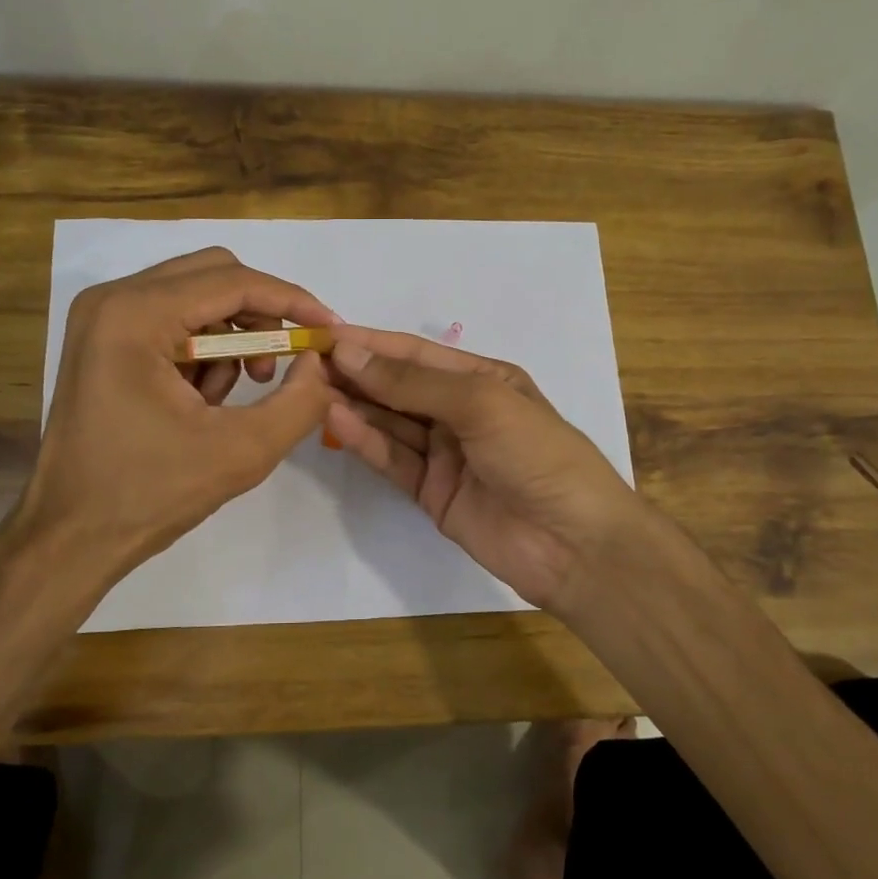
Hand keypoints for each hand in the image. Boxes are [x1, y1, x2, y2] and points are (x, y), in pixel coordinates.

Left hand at [9, 248, 336, 588]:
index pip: (232, 281)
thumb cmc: (150, 494)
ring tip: (235, 397)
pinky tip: (201, 403)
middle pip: (213, 276)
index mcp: (135, 315)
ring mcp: (102, 319)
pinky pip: (173, 324)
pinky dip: (203, 354)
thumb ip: (299, 401)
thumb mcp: (242, 451)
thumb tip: (319, 363)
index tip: (329, 330)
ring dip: (231, 340)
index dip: (291, 301)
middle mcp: (112, 300)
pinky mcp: (103, 342)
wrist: (72, 536)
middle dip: (260, 318)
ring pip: (195, 299)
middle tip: (282, 365)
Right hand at [326, 325, 640, 612]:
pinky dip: (365, 442)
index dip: (370, 343)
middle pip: (398, 387)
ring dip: (354, 406)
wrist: (573, 544)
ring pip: (390, 423)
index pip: (415, 354)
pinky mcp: (431, 492)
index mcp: (483, 379)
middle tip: (304, 364)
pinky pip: (393, 459)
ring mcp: (445, 454)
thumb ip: (413, 382)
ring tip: (309, 390)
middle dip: (355, 374)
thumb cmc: (537, 455)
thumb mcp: (481, 403)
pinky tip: (335, 422)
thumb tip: (350, 353)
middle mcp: (461, 411)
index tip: (322, 334)